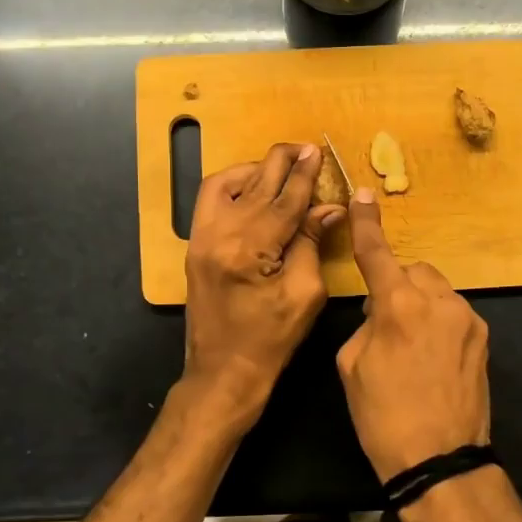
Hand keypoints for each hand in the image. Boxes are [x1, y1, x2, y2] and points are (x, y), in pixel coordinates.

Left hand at [183, 143, 342, 420]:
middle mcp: (219, 235)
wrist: (223, 373)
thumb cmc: (271, 341)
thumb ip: (312, 244)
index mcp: (250, 250)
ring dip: (255, 169)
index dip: (304, 175)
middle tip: (305, 148)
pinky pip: (209, 200)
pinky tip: (251, 186)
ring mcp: (201, 238)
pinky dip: (231, 185)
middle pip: (255, 184)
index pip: (284, 200)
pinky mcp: (194, 246)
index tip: (317, 152)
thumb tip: (328, 208)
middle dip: (281, 162)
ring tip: (280, 166)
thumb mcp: (304, 294)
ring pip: (227, 184)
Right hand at [336, 190, 489, 480]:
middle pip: (413, 271)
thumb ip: (366, 325)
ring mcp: (467, 319)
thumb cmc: (383, 417)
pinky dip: (438, 323)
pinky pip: (453, 315)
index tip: (364, 196)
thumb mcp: (351, 367)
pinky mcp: (484, 339)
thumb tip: (381, 313)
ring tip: (410, 345)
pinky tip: (432, 358)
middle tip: (383, 322)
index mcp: (398, 306)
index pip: (377, 254)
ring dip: (419, 304)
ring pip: (436, 291)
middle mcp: (438, 301)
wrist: (440, 461)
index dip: (366, 224)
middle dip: (397, 285)